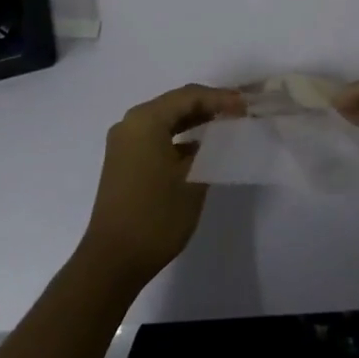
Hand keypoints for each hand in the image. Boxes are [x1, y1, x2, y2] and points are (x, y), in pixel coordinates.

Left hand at [78, 83, 244, 290]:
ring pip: (165, 120)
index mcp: (145, 119)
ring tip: (224, 124)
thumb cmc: (155, 216)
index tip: (246, 105)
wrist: (112, 261)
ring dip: (194, 121)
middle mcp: (130, 123)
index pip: (189, 96)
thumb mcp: (193, 179)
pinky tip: (199, 147)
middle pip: (175, 104)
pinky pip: (155, 137)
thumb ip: (210, 149)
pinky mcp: (123, 161)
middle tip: (239, 111)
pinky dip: (178, 138)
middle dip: (208, 106)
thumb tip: (221, 134)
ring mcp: (124, 143)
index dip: (220, 98)